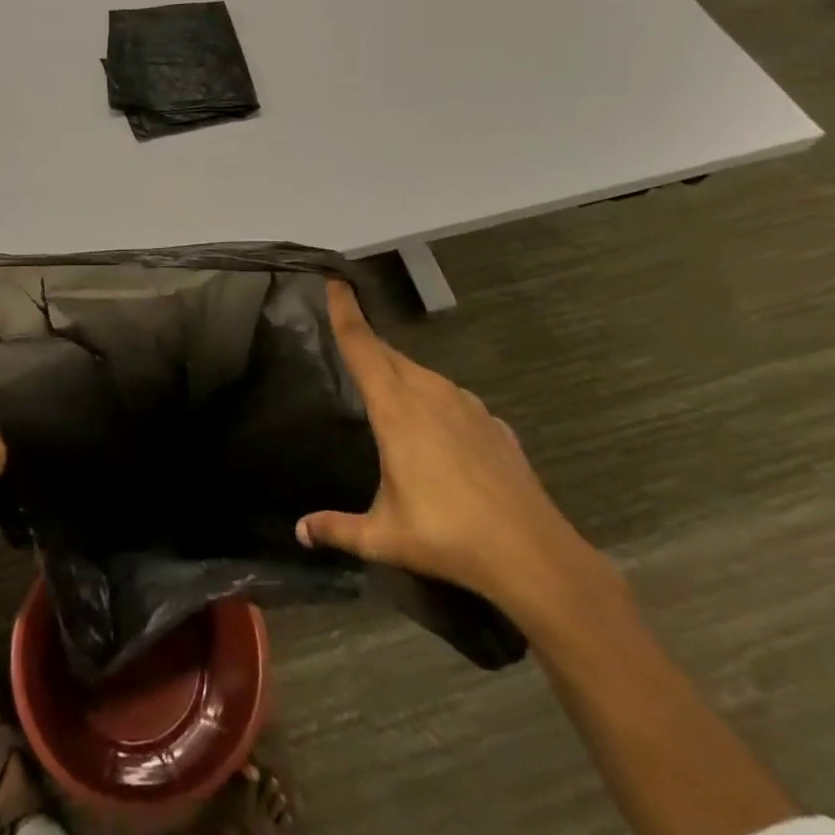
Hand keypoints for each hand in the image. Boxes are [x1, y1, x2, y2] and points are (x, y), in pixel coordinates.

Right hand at [297, 281, 601, 620]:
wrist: (533, 555)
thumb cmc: (448, 536)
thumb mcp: (383, 536)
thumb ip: (337, 529)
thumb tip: (300, 531)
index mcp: (396, 410)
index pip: (362, 347)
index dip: (345, 311)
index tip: (334, 279)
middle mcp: (430, 395)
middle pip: (390, 355)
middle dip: (367, 343)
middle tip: (347, 339)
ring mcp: (467, 406)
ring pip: (422, 374)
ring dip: (399, 373)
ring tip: (386, 390)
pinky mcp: (494, 424)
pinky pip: (452, 398)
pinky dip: (434, 400)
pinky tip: (437, 431)